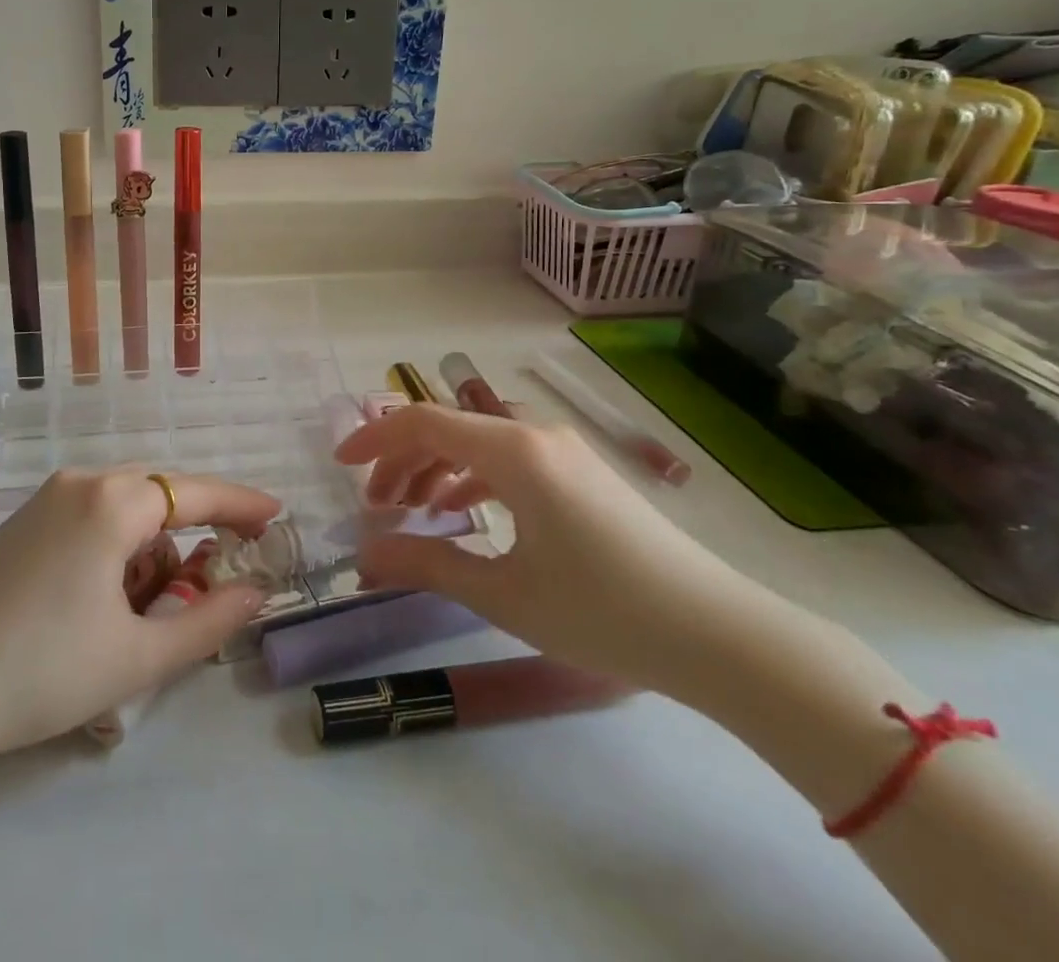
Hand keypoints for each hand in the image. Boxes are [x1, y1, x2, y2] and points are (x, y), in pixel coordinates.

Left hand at [0, 467, 279, 758]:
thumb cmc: (42, 671)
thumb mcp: (138, 656)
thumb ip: (208, 620)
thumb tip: (255, 592)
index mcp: (113, 502)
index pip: (196, 491)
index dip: (241, 502)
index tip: (276, 514)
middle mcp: (81, 481)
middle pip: (160, 493)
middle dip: (196, 527)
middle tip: (224, 565)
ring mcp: (46, 497)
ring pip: (124, 505)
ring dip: (153, 542)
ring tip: (154, 600)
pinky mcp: (23, 519)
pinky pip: (91, 514)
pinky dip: (117, 542)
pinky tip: (108, 591)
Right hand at [339, 404, 782, 696]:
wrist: (719, 635)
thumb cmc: (603, 611)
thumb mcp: (503, 593)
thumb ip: (428, 564)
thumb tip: (365, 554)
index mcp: (514, 452)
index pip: (424, 422)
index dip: (375, 438)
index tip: (340, 465)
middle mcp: (536, 435)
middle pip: (449, 428)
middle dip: (402, 460)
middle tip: (375, 505)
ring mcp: (563, 451)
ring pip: (478, 442)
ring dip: (436, 469)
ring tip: (411, 511)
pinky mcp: (581, 473)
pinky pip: (509, 459)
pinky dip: (473, 477)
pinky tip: (463, 513)